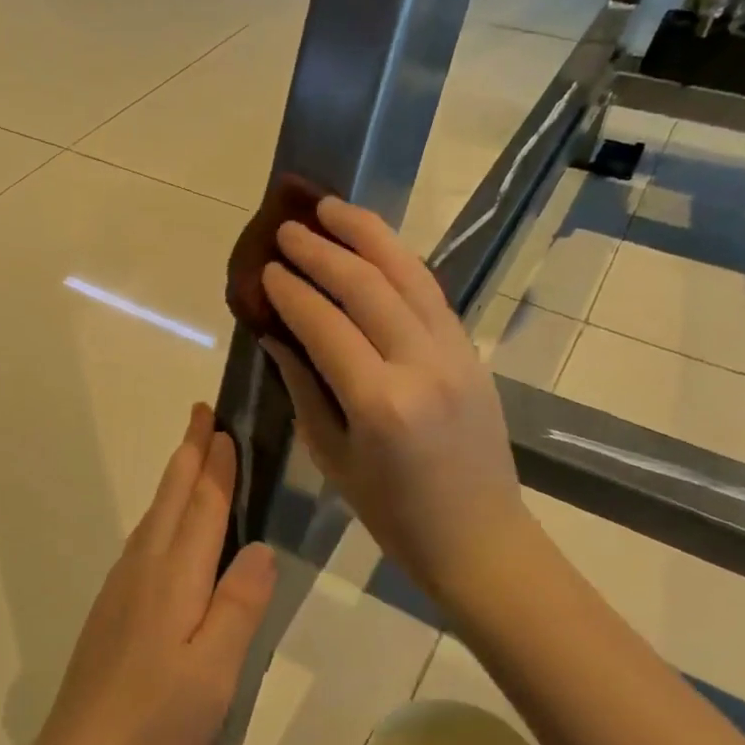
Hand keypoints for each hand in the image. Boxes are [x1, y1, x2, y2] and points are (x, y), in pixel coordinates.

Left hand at [31, 404, 276, 744]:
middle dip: (188, 453)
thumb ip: (239, 604)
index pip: (202, 507)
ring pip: (153, 518)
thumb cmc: (159, 721)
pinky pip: (142, 543)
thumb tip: (259, 546)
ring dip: (174, 481)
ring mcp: (121, 589)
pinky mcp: (111, 610)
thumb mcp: (215, 669)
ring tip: (190, 457)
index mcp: (174, 578)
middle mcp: (143, 570)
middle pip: (170, 499)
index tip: (224, 427)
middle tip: (201, 414)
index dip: (216, 466)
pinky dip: (160, 515)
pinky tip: (164, 529)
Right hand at [259, 197, 529, 609]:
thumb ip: (303, 386)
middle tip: (288, 229)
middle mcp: (421, 365)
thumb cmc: (393, 513)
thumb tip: (275, 332)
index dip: (291, 291)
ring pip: (408, 275)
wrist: (478, 537)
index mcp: (379, 403)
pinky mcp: (471, 351)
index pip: (325, 325)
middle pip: (367, 286)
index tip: (265, 269)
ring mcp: (454, 353)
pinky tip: (374, 246)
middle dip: (322, 250)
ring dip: (367, 235)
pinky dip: (399, 261)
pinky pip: (431, 293)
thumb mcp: (332, 456)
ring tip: (332, 208)